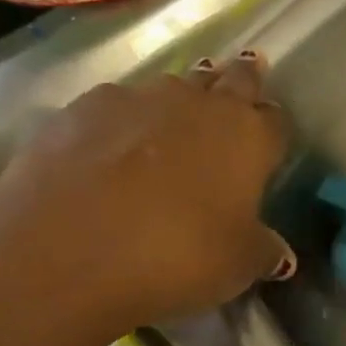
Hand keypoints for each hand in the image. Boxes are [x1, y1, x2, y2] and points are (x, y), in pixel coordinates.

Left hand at [0, 54, 293, 333]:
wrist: (67, 252)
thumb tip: (278, 252)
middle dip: (239, 82)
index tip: (270, 141)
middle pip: (231, 79)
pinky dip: (124, 120)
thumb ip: (264, 250)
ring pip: (173, 87)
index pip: (275, 119)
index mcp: (248, 136)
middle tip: (241, 86)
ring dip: (181, 100)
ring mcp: (138, 99)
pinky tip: (114, 147)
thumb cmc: (178, 256)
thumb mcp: (238, 266)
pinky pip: (118, 104)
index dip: (273, 129)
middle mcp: (199, 104)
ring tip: (175, 123)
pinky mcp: (82, 108)